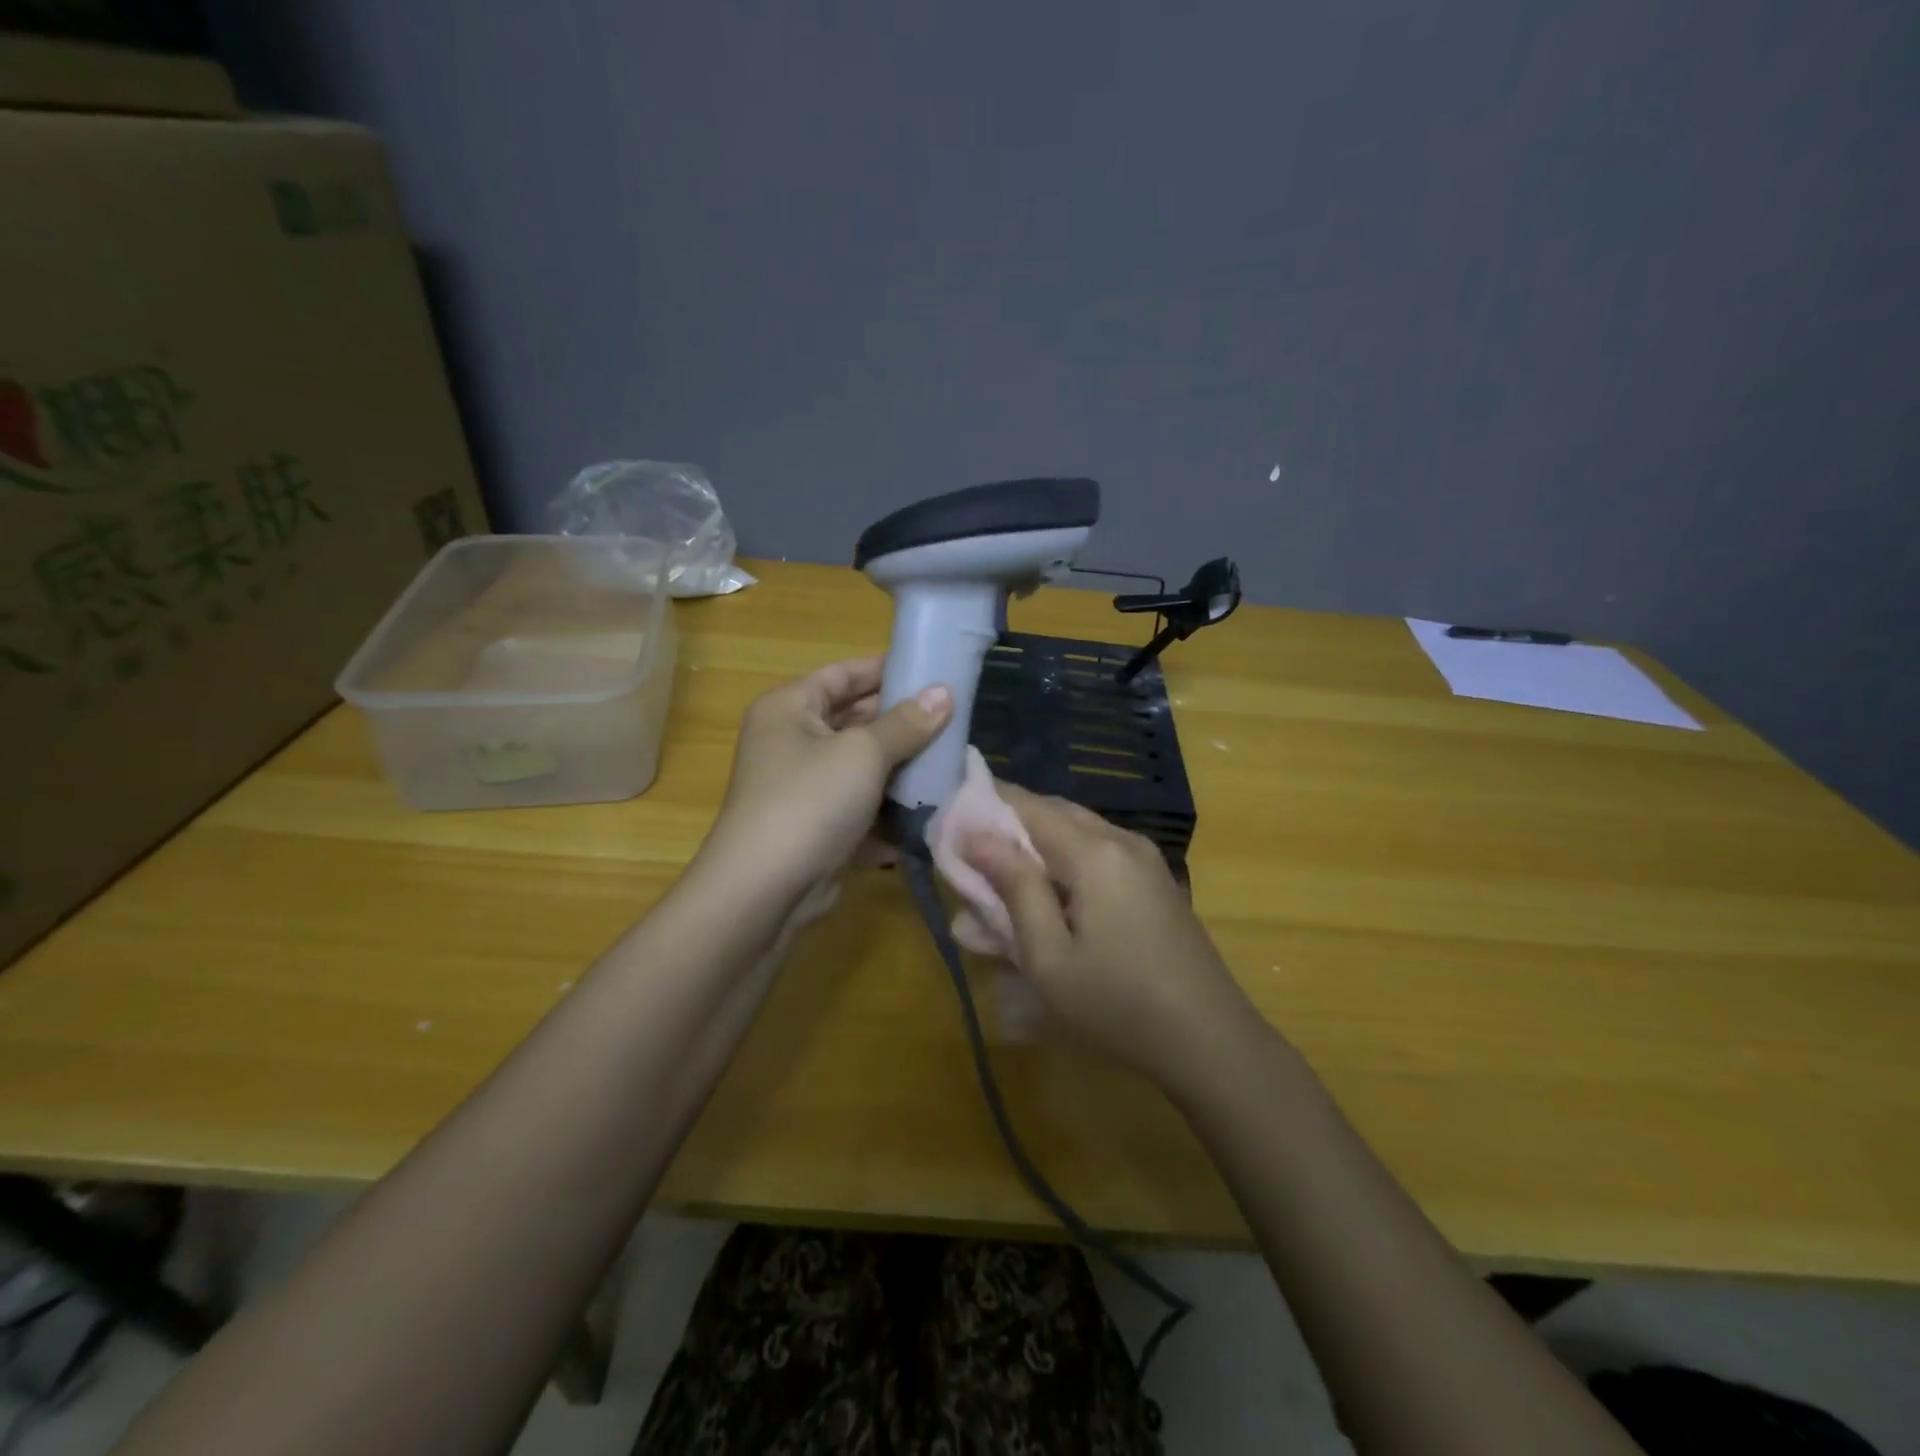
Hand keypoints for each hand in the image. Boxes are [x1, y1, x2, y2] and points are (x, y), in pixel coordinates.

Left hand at [705, 657, 951, 897]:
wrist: (765, 891)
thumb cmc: (810, 801)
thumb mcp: (863, 753)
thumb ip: (906, 723)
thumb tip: (944, 692)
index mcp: (789, 708)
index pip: (842, 675)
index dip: (885, 670)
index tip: (932, 670)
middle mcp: (792, 743)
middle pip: (855, 721)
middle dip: (903, 723)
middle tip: (954, 719)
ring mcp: (805, 789)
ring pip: (863, 768)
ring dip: (903, 768)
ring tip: (953, 761)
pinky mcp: (819, 829)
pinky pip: (862, 808)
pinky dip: (892, 809)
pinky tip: (933, 808)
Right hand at [962, 783, 1258, 1088]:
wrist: (1211, 1041)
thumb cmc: (1118, 1004)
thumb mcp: (1049, 956)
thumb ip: (1013, 888)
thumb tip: (975, 835)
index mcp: (1095, 851)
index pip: (1026, 804)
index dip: (982, 808)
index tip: (946, 828)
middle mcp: (1121, 840)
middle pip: (1050, 815)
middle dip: (1005, 834)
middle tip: (968, 869)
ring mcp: (1143, 860)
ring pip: (1072, 836)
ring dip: (1032, 857)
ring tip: (997, 900)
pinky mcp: (1152, 882)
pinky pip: (1095, 859)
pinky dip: (1061, 872)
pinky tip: (1043, 912)